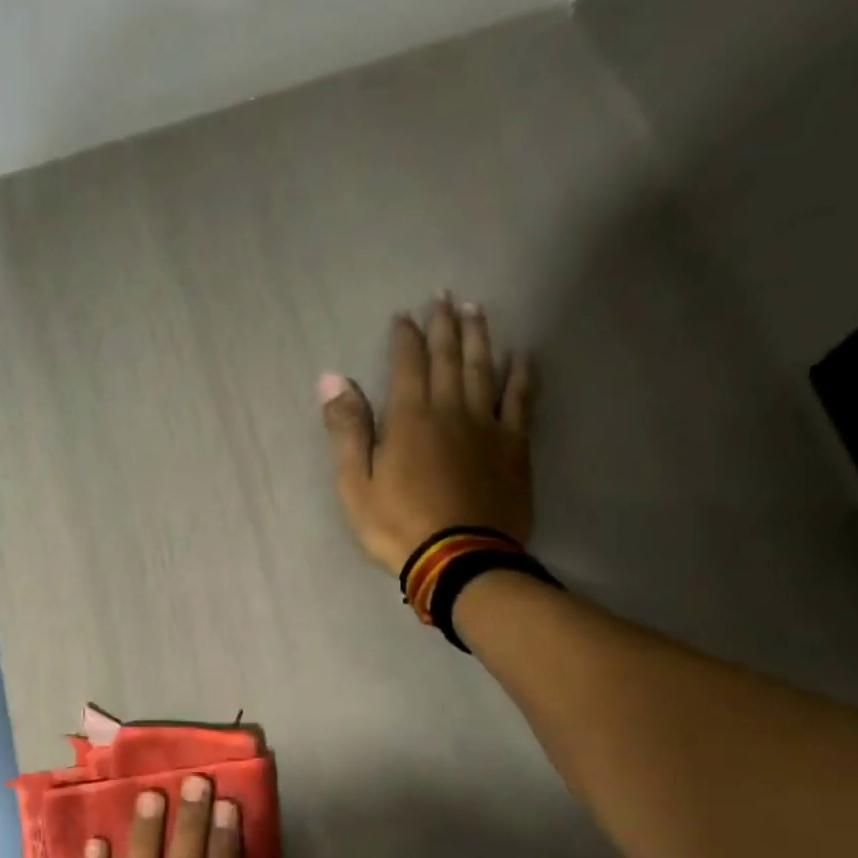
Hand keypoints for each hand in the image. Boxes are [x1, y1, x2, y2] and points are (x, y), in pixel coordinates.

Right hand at [320, 297, 534, 575]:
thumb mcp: (354, 484)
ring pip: (484, 369)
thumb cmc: (396, 525)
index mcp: (409, 418)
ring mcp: (487, 426)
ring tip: (478, 311)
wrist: (458, 559)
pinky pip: (521, 400)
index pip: (407, 364)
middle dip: (445, 326)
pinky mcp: (514, 446)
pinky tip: (524, 355)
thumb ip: (347, 429)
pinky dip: (522, 375)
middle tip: (445, 298)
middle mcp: (450, 410)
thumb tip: (333, 380)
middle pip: (449, 358)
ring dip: (480, 338)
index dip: (405, 338)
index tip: (404, 317)